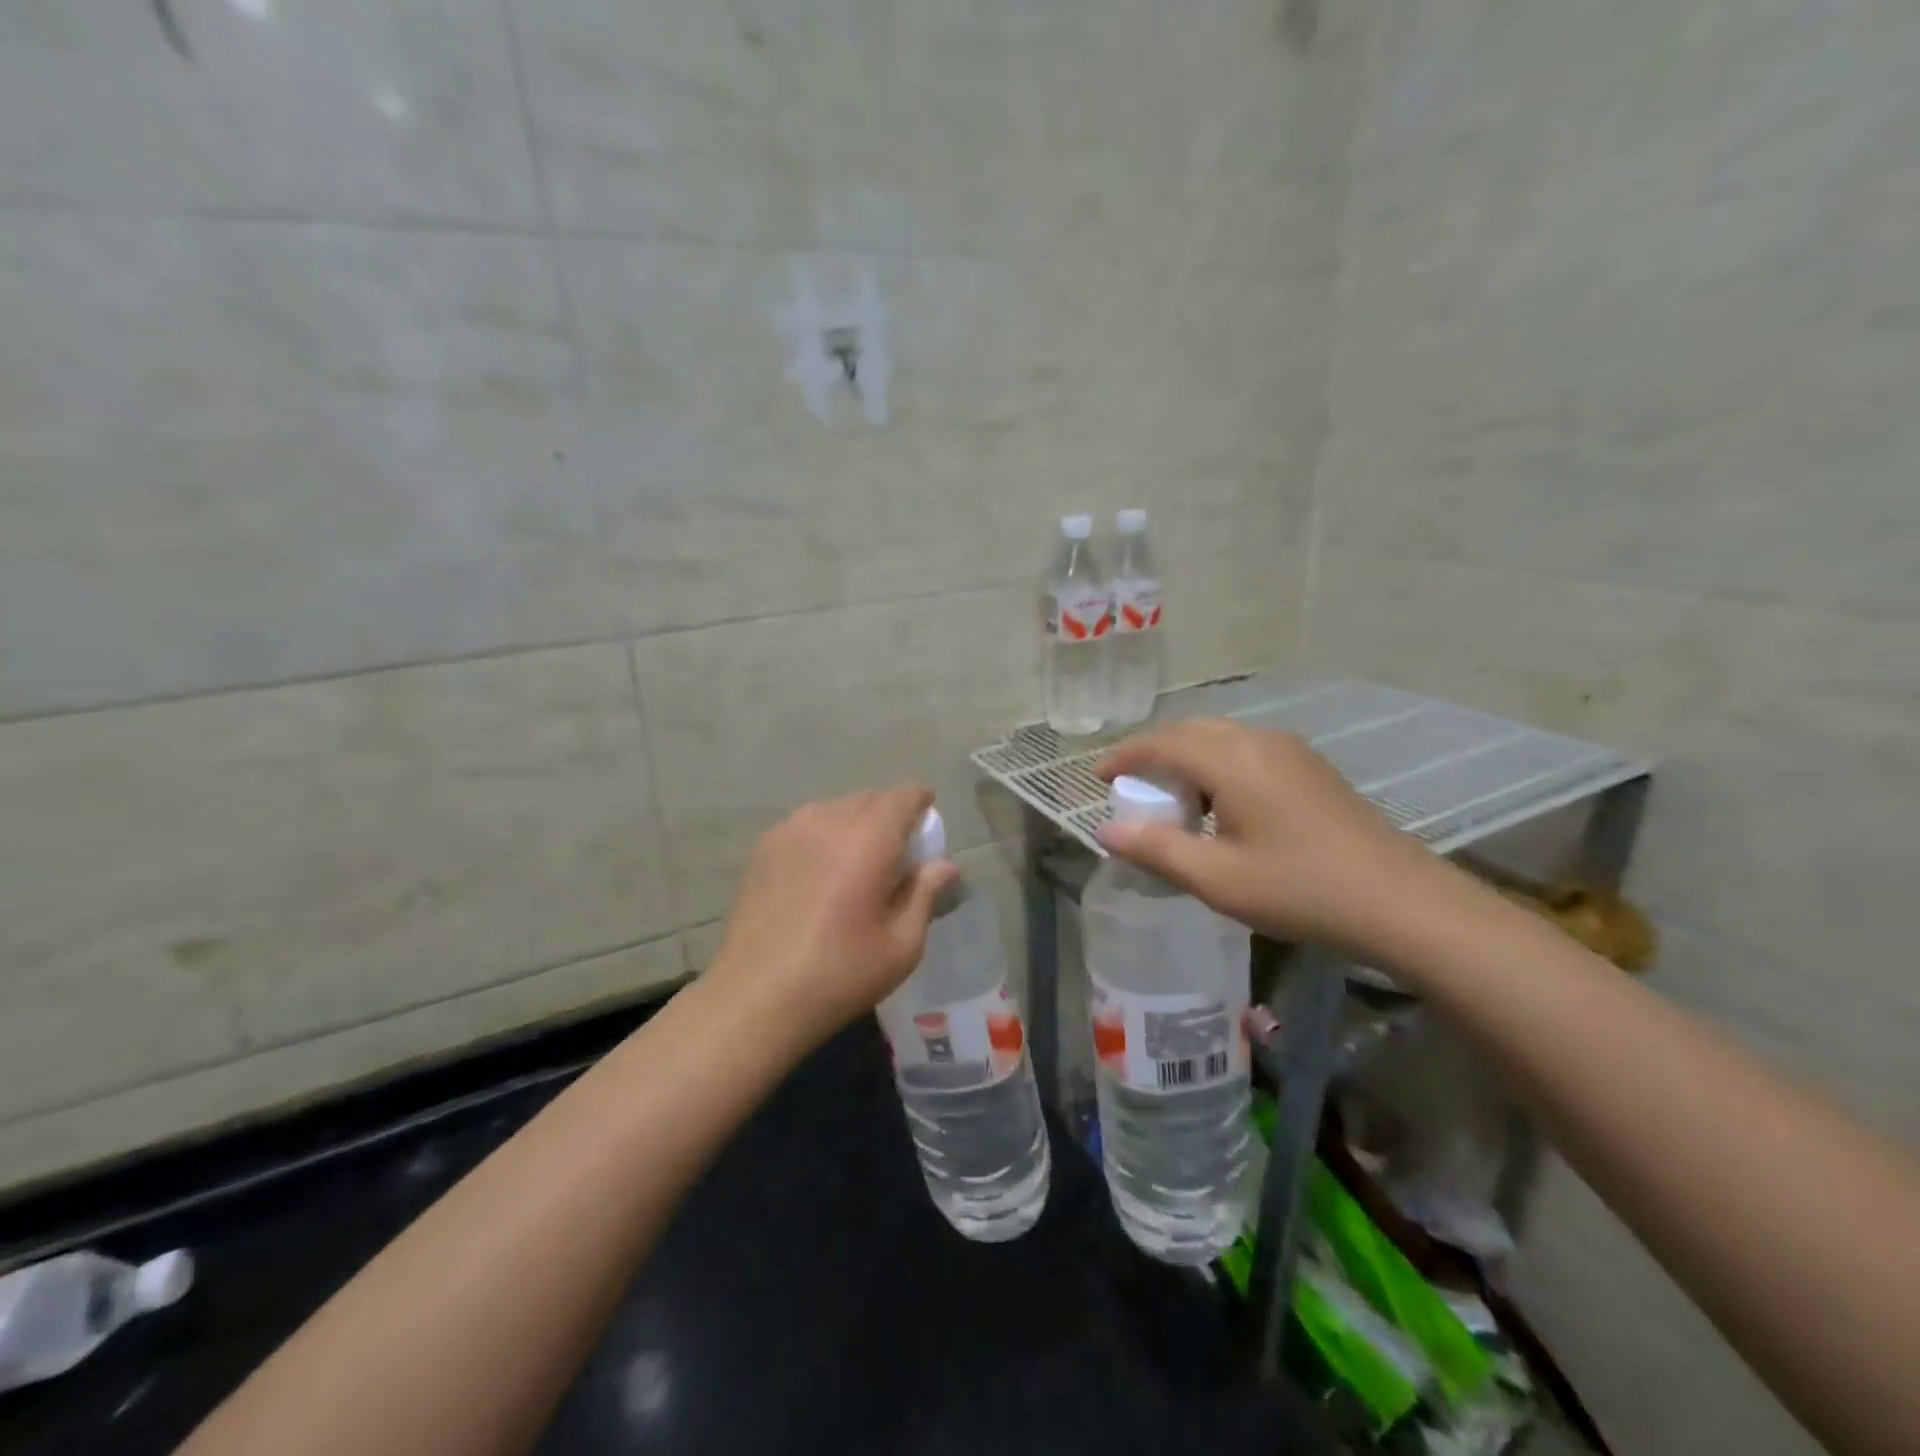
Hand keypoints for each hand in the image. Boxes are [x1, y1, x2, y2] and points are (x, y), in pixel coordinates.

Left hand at [706, 786, 959, 1048]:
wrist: (756, 997)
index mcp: (868, 841)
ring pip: (835, 808)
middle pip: (868, 798)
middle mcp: (827, 821)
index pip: (902, 797)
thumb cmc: (839, 974)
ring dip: (855, 822)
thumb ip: (925, 894)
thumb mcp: (902, 945)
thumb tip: (945, 865)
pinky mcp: (763, 848)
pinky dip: (824, 833)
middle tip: (897, 850)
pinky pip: (805, 823)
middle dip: (889, 814)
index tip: (928, 817)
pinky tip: (821, 870)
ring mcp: (789, 831)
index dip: (920, 801)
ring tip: (857, 860)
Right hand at [1096, 719, 1466, 961]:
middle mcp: (1259, 741)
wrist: (1401, 902)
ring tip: (1172, 801)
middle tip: (1130, 787)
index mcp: (1232, 760)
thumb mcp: (1216, 879)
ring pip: (1220, 738)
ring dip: (1187, 760)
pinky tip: (1221, 806)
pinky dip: (1216, 766)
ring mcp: (1291, 751)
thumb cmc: (1300, 890)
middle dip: (1153, 754)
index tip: (1097, 777)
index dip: (1124, 756)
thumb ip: (1155, 850)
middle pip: (1191, 731)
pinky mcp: (1310, 768)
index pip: (1162, 743)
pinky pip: (1246, 751)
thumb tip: (1105, 832)